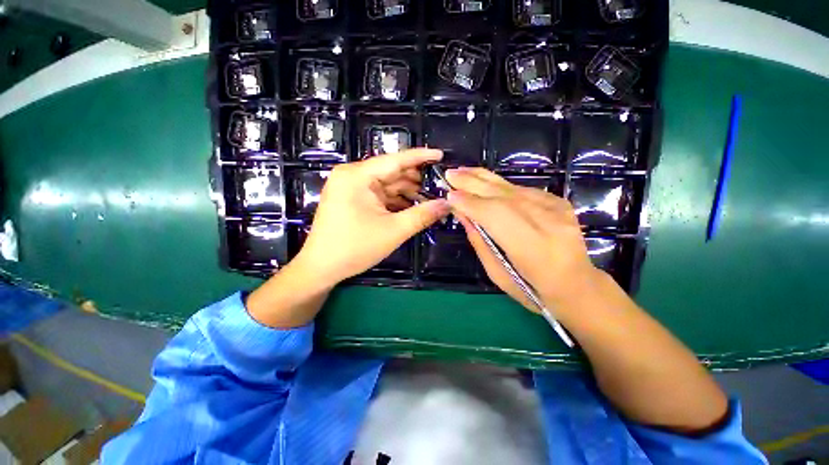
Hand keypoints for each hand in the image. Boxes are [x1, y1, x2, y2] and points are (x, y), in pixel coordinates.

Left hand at [294, 148, 450, 286]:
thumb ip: (422, 215)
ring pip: (386, 185)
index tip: (440, 155)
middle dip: (415, 181)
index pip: (395, 160)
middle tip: (439, 187)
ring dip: (407, 193)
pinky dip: (395, 201)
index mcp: (357, 176)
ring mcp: (350, 187)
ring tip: (429, 201)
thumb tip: (447, 204)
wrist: (321, 268)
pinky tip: (411, 208)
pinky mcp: (351, 199)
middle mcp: (352, 176)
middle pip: (391, 172)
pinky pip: (378, 195)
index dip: (420, 157)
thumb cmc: (354, 248)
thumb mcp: (393, 231)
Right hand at [445, 167, 601, 313]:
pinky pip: (522, 190)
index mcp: (532, 249)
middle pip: (503, 196)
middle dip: (473, 183)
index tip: (449, 195)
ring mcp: (557, 209)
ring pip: (512, 188)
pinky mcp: (559, 202)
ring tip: (463, 171)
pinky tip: (485, 182)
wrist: (578, 285)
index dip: (470, 203)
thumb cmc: (533, 290)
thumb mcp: (498, 274)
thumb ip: (480, 242)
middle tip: (450, 173)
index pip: (494, 216)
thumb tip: (462, 214)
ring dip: (484, 178)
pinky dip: (500, 185)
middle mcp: (547, 223)